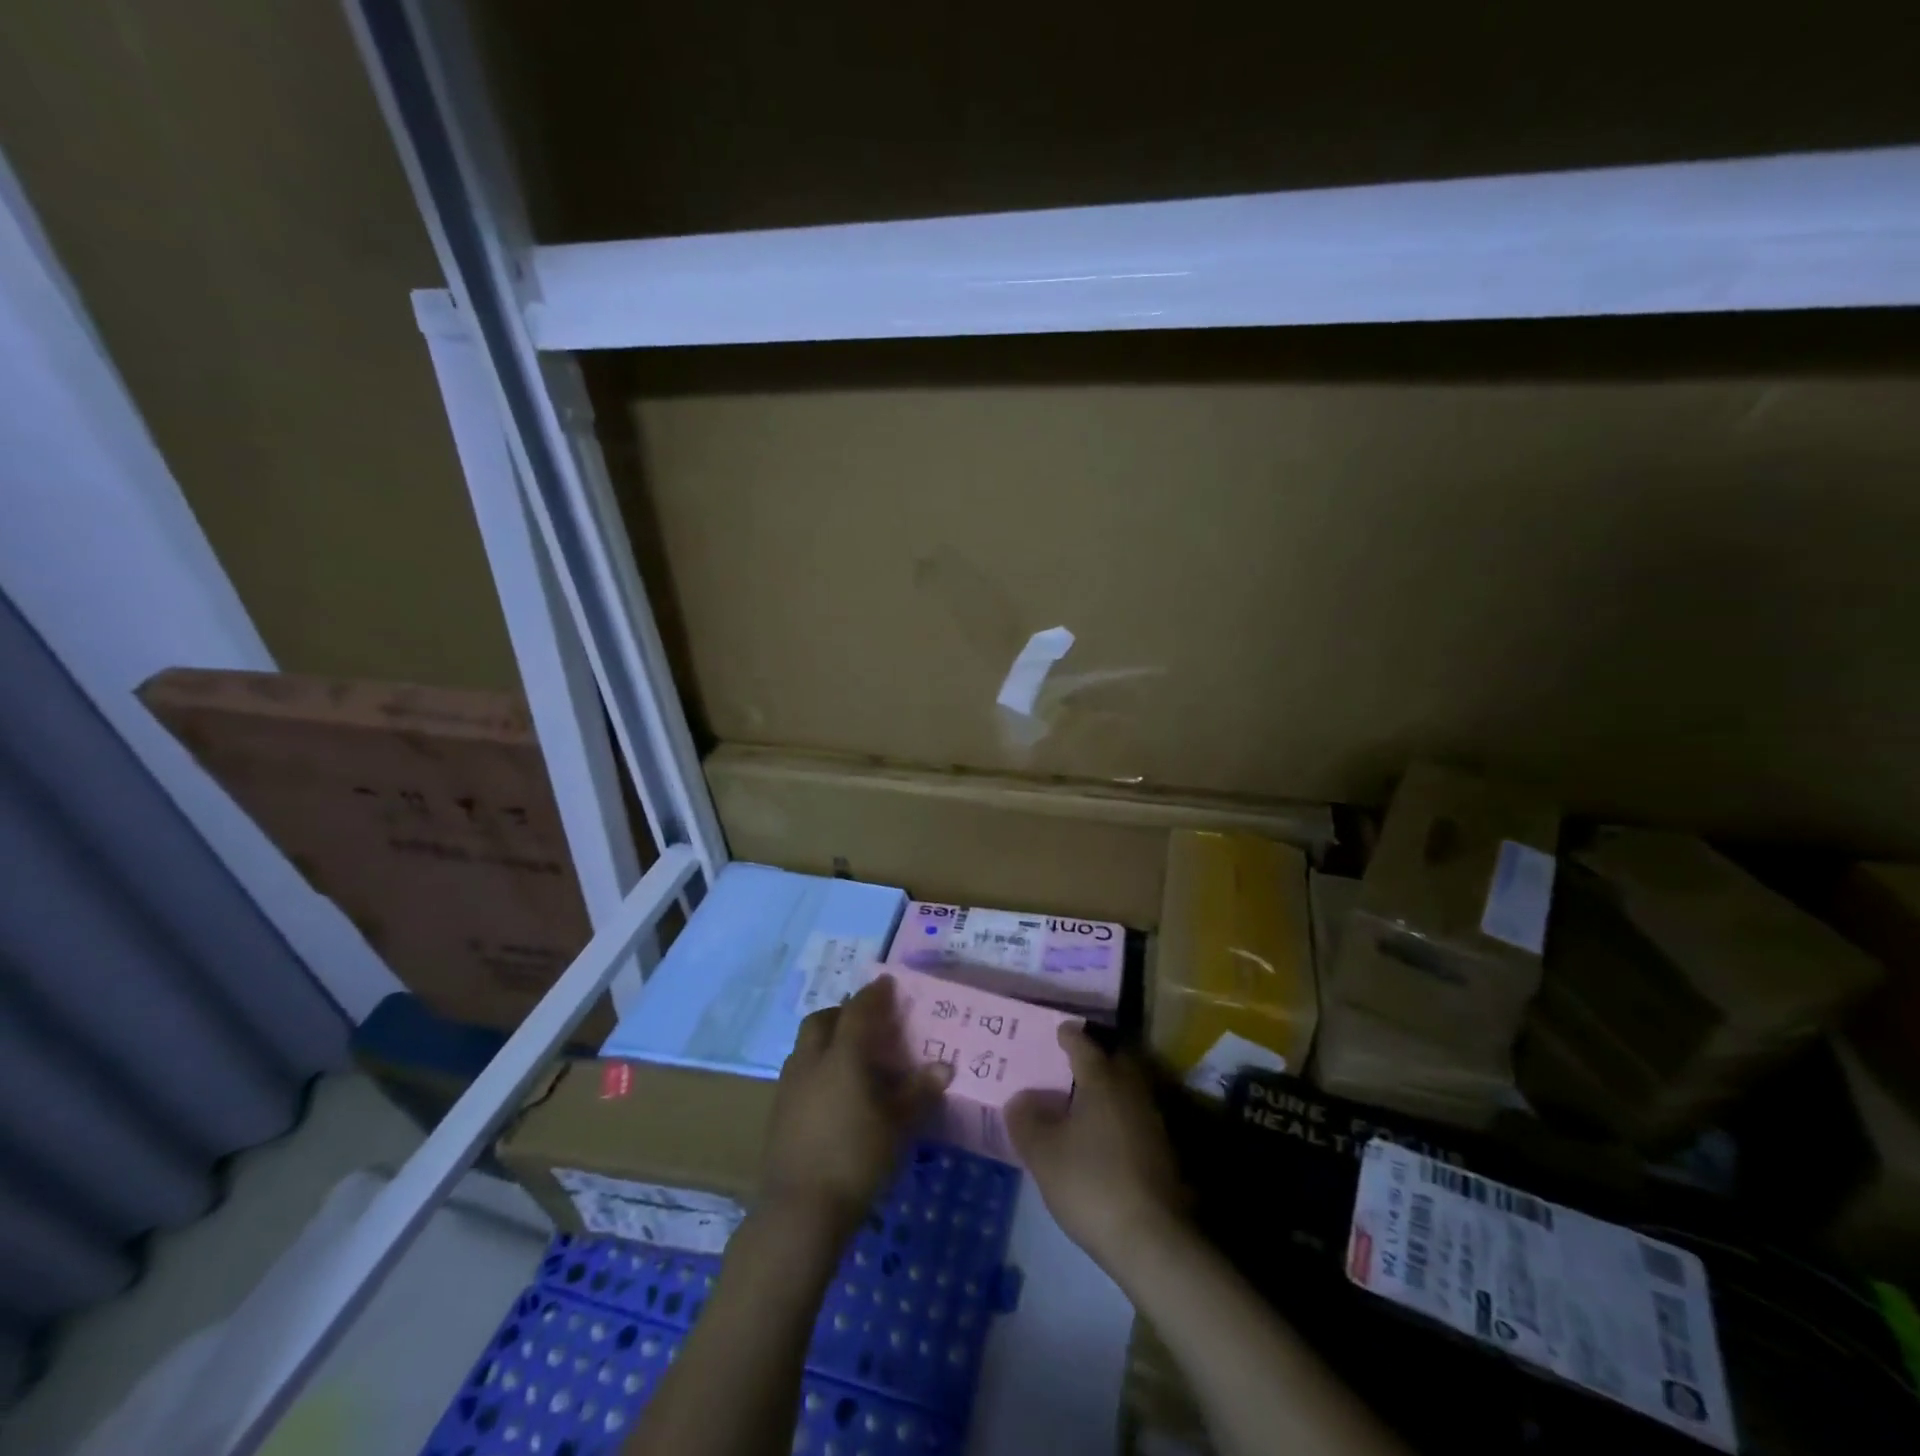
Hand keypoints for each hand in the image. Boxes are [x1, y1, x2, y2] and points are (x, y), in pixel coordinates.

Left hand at [762, 974, 953, 1239]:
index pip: (858, 1011)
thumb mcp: (896, 1125)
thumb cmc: (855, 1158)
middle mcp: (811, 1060)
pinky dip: (816, 1066)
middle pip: (822, 1020)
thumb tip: (944, 1066)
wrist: (799, 1210)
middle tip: (866, 1022)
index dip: (873, 994)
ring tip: (850, 1056)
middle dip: (843, 1013)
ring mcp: (789, 1086)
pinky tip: (832, 1092)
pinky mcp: (777, 1111)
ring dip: (826, 1039)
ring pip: (806, 1045)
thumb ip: (918, 1092)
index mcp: (842, 1055)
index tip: (886, 983)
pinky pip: (799, 1071)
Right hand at [1007, 1024, 1188, 1273]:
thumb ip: (1026, 1120)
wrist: (1153, 1239)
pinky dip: (1116, 1117)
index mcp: (1102, 1080)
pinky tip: (1100, 1138)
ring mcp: (1152, 1120)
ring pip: (1125, 1090)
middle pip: (1112, 1061)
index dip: (1068, 1035)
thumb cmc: (1091, 1182)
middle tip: (1068, 1064)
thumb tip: (1020, 1099)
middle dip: (1093, 1058)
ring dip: (1106, 1089)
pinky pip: (1133, 1117)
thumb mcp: (1043, 1153)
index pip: (1083, 1044)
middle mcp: (1131, 1090)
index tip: (1057, 1031)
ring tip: (1080, 1102)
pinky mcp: (1162, 1151)